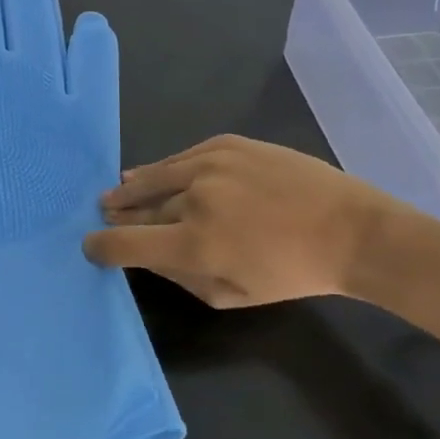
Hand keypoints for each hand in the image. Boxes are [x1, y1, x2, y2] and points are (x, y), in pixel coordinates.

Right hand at [82, 135, 397, 307]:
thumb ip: (182, 277)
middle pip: (140, 208)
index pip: (127, 243)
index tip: (91, 246)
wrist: (348, 229)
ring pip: (155, 176)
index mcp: (195, 244)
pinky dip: (164, 169)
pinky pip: (182, 158)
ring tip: (116, 190)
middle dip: (119, 215)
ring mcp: (209, 165)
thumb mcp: (233, 295)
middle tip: (105, 214)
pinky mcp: (226, 144)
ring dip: (132, 187)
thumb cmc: (292, 273)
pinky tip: (152, 173)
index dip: (102, 246)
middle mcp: (194, 199)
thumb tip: (147, 256)